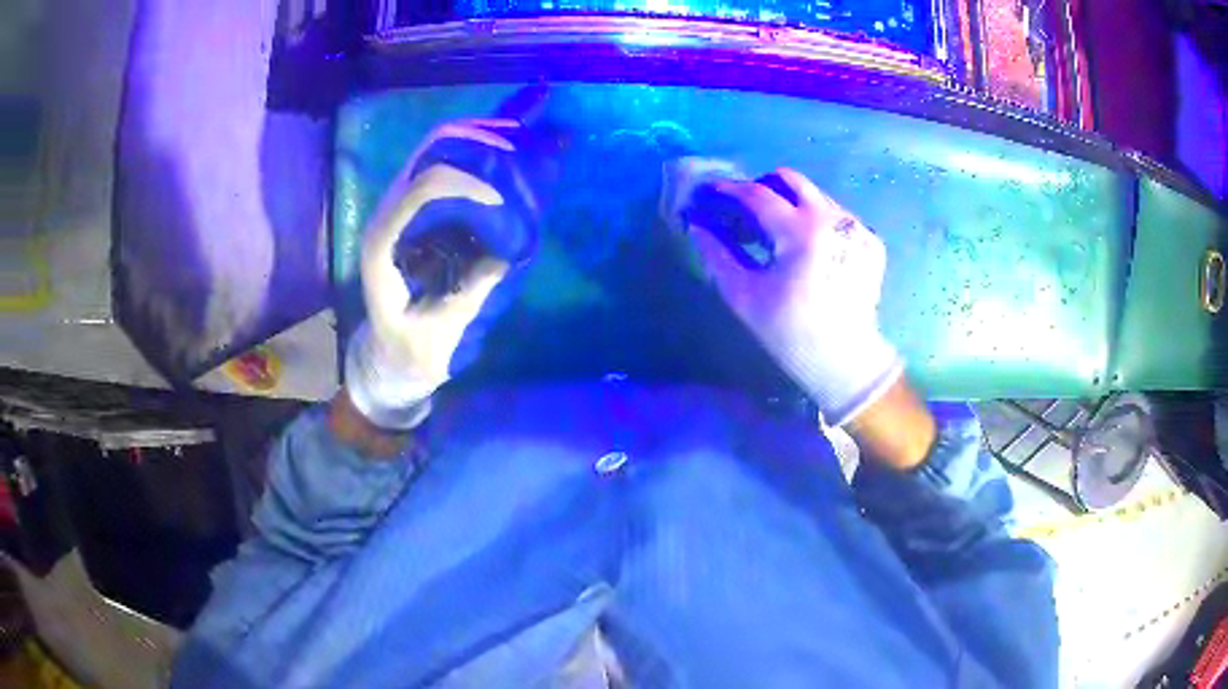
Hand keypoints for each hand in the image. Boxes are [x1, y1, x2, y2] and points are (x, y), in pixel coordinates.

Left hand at [346, 120, 518, 429]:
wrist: (388, 356)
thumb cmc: (409, 351)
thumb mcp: (442, 335)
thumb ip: (474, 291)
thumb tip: (513, 245)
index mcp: (385, 243)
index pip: (423, 188)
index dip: (468, 185)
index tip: (505, 202)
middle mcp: (391, 212)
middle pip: (433, 150)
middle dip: (483, 140)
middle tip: (530, 143)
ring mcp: (405, 206)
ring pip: (444, 148)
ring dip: (488, 139)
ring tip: (532, 137)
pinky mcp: (422, 212)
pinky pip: (454, 166)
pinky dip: (487, 155)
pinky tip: (517, 151)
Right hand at [686, 168, 902, 426]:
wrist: (846, 361)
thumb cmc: (790, 332)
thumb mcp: (744, 295)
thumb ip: (717, 253)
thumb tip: (697, 225)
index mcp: (801, 232)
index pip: (757, 194)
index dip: (729, 190)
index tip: (710, 190)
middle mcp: (833, 219)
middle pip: (791, 179)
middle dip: (763, 186)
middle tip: (747, 209)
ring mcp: (856, 227)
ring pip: (815, 195)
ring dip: (789, 204)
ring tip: (777, 233)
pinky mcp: (870, 240)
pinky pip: (835, 215)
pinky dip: (814, 221)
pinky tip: (808, 250)